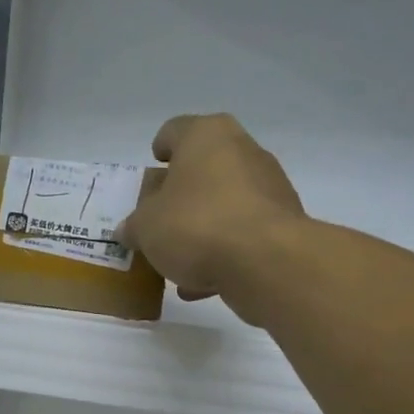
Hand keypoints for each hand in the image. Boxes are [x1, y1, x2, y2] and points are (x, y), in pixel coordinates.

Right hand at [118, 114, 304, 321]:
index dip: (159, 149)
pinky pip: (242, 231)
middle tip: (159, 218)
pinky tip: (203, 282)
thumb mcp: (146, 228)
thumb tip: (129, 229)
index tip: (153, 168)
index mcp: (205, 136)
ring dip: (201, 227)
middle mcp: (242, 150)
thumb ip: (134, 226)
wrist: (267, 261)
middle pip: (202, 168)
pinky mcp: (283, 221)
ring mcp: (268, 185)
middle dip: (180, 194)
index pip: (174, 131)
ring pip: (224, 202)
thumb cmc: (196, 226)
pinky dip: (223, 250)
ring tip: (178, 260)